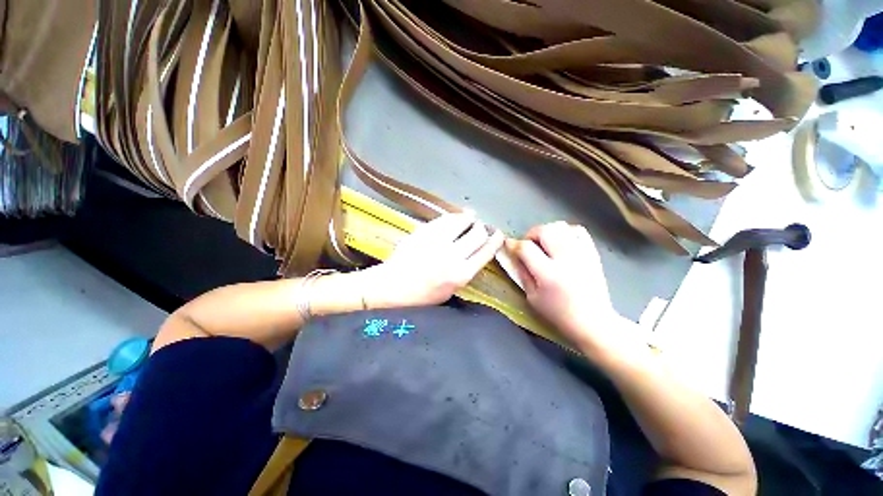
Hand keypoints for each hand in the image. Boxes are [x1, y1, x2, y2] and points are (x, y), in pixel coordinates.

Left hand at [363, 212, 504, 308]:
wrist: (392, 286)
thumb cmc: (422, 295)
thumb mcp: (450, 291)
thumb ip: (465, 272)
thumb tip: (477, 253)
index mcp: (461, 275)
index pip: (486, 252)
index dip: (495, 241)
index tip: (498, 234)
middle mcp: (453, 256)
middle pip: (478, 234)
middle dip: (483, 229)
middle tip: (481, 227)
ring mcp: (438, 241)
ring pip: (462, 221)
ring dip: (470, 218)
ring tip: (471, 217)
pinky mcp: (424, 231)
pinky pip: (445, 219)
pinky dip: (454, 216)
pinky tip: (456, 216)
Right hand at [505, 221, 625, 348]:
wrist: (593, 321)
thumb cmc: (558, 313)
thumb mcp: (532, 298)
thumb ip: (522, 273)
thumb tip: (515, 255)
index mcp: (548, 274)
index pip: (526, 248)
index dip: (514, 244)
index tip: (509, 244)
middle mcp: (566, 260)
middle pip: (545, 230)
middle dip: (531, 234)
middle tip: (528, 244)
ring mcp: (581, 254)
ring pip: (561, 226)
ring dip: (548, 231)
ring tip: (545, 243)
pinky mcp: (592, 253)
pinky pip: (578, 231)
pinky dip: (566, 232)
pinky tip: (561, 243)